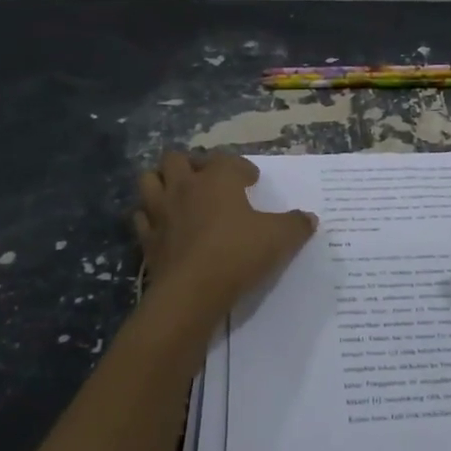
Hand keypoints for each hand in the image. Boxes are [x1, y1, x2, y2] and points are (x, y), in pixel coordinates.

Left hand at [132, 152, 316, 326]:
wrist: (192, 291)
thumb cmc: (238, 254)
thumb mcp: (280, 239)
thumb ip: (296, 225)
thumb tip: (309, 218)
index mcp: (218, 179)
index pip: (227, 160)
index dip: (241, 168)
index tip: (251, 181)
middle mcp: (185, 186)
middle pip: (176, 158)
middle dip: (190, 164)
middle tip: (207, 179)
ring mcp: (161, 211)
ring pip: (149, 180)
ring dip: (161, 182)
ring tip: (177, 194)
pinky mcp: (147, 238)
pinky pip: (141, 217)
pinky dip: (149, 216)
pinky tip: (162, 225)